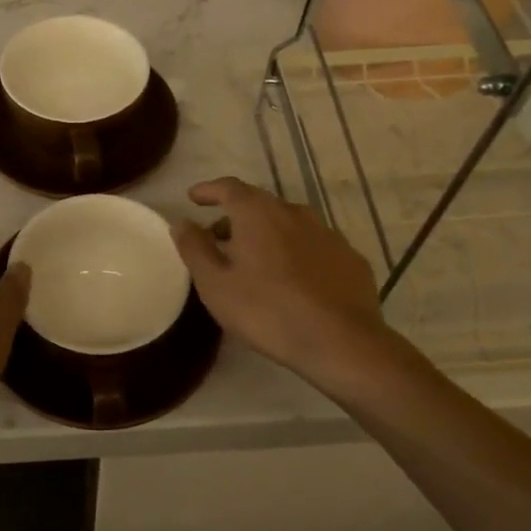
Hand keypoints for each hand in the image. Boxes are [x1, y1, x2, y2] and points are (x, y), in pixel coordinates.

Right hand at [172, 177, 395, 397]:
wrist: (342, 342)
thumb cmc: (267, 311)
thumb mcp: (215, 285)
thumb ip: (195, 249)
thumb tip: (181, 222)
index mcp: (257, 214)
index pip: (229, 187)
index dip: (209, 190)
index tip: (194, 198)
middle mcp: (294, 212)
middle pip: (259, 203)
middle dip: (235, 216)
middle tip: (217, 238)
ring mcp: (327, 233)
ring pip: (288, 223)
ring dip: (266, 233)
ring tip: (253, 260)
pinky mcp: (350, 258)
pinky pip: (313, 245)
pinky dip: (295, 252)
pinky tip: (292, 279)